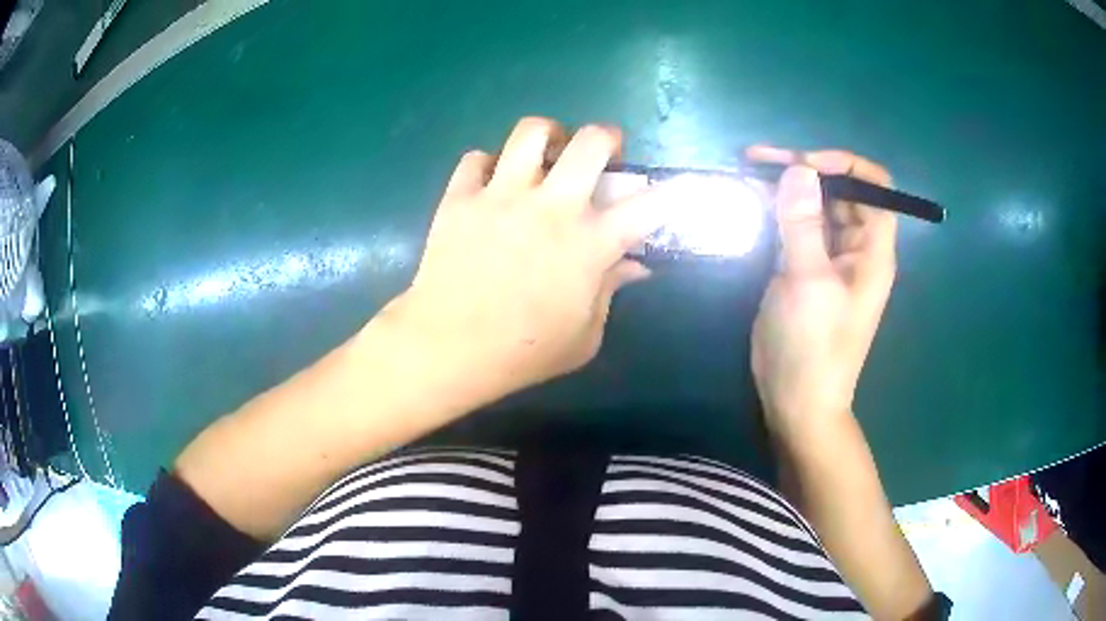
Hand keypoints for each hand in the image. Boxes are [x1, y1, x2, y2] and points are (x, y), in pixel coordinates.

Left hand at [388, 118, 668, 397]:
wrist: (447, 348)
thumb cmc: (523, 353)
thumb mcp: (584, 336)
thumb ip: (611, 292)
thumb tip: (633, 266)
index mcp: (590, 243)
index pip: (649, 205)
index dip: (670, 192)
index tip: (673, 190)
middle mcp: (551, 206)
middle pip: (591, 141)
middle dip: (607, 138)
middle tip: (601, 156)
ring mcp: (502, 195)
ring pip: (531, 131)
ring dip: (548, 135)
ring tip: (545, 154)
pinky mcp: (460, 198)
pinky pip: (476, 158)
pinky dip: (487, 165)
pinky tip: (490, 185)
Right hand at [747, 146, 896, 439]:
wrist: (797, 403)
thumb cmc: (813, 348)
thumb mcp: (808, 283)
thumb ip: (803, 224)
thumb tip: (798, 169)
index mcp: (872, 250)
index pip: (875, 187)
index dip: (845, 165)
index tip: (803, 163)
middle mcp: (855, 247)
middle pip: (840, 191)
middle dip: (805, 169)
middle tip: (758, 160)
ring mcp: (828, 257)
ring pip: (814, 206)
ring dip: (786, 187)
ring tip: (748, 171)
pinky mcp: (804, 268)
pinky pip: (795, 227)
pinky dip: (776, 211)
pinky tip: (750, 202)